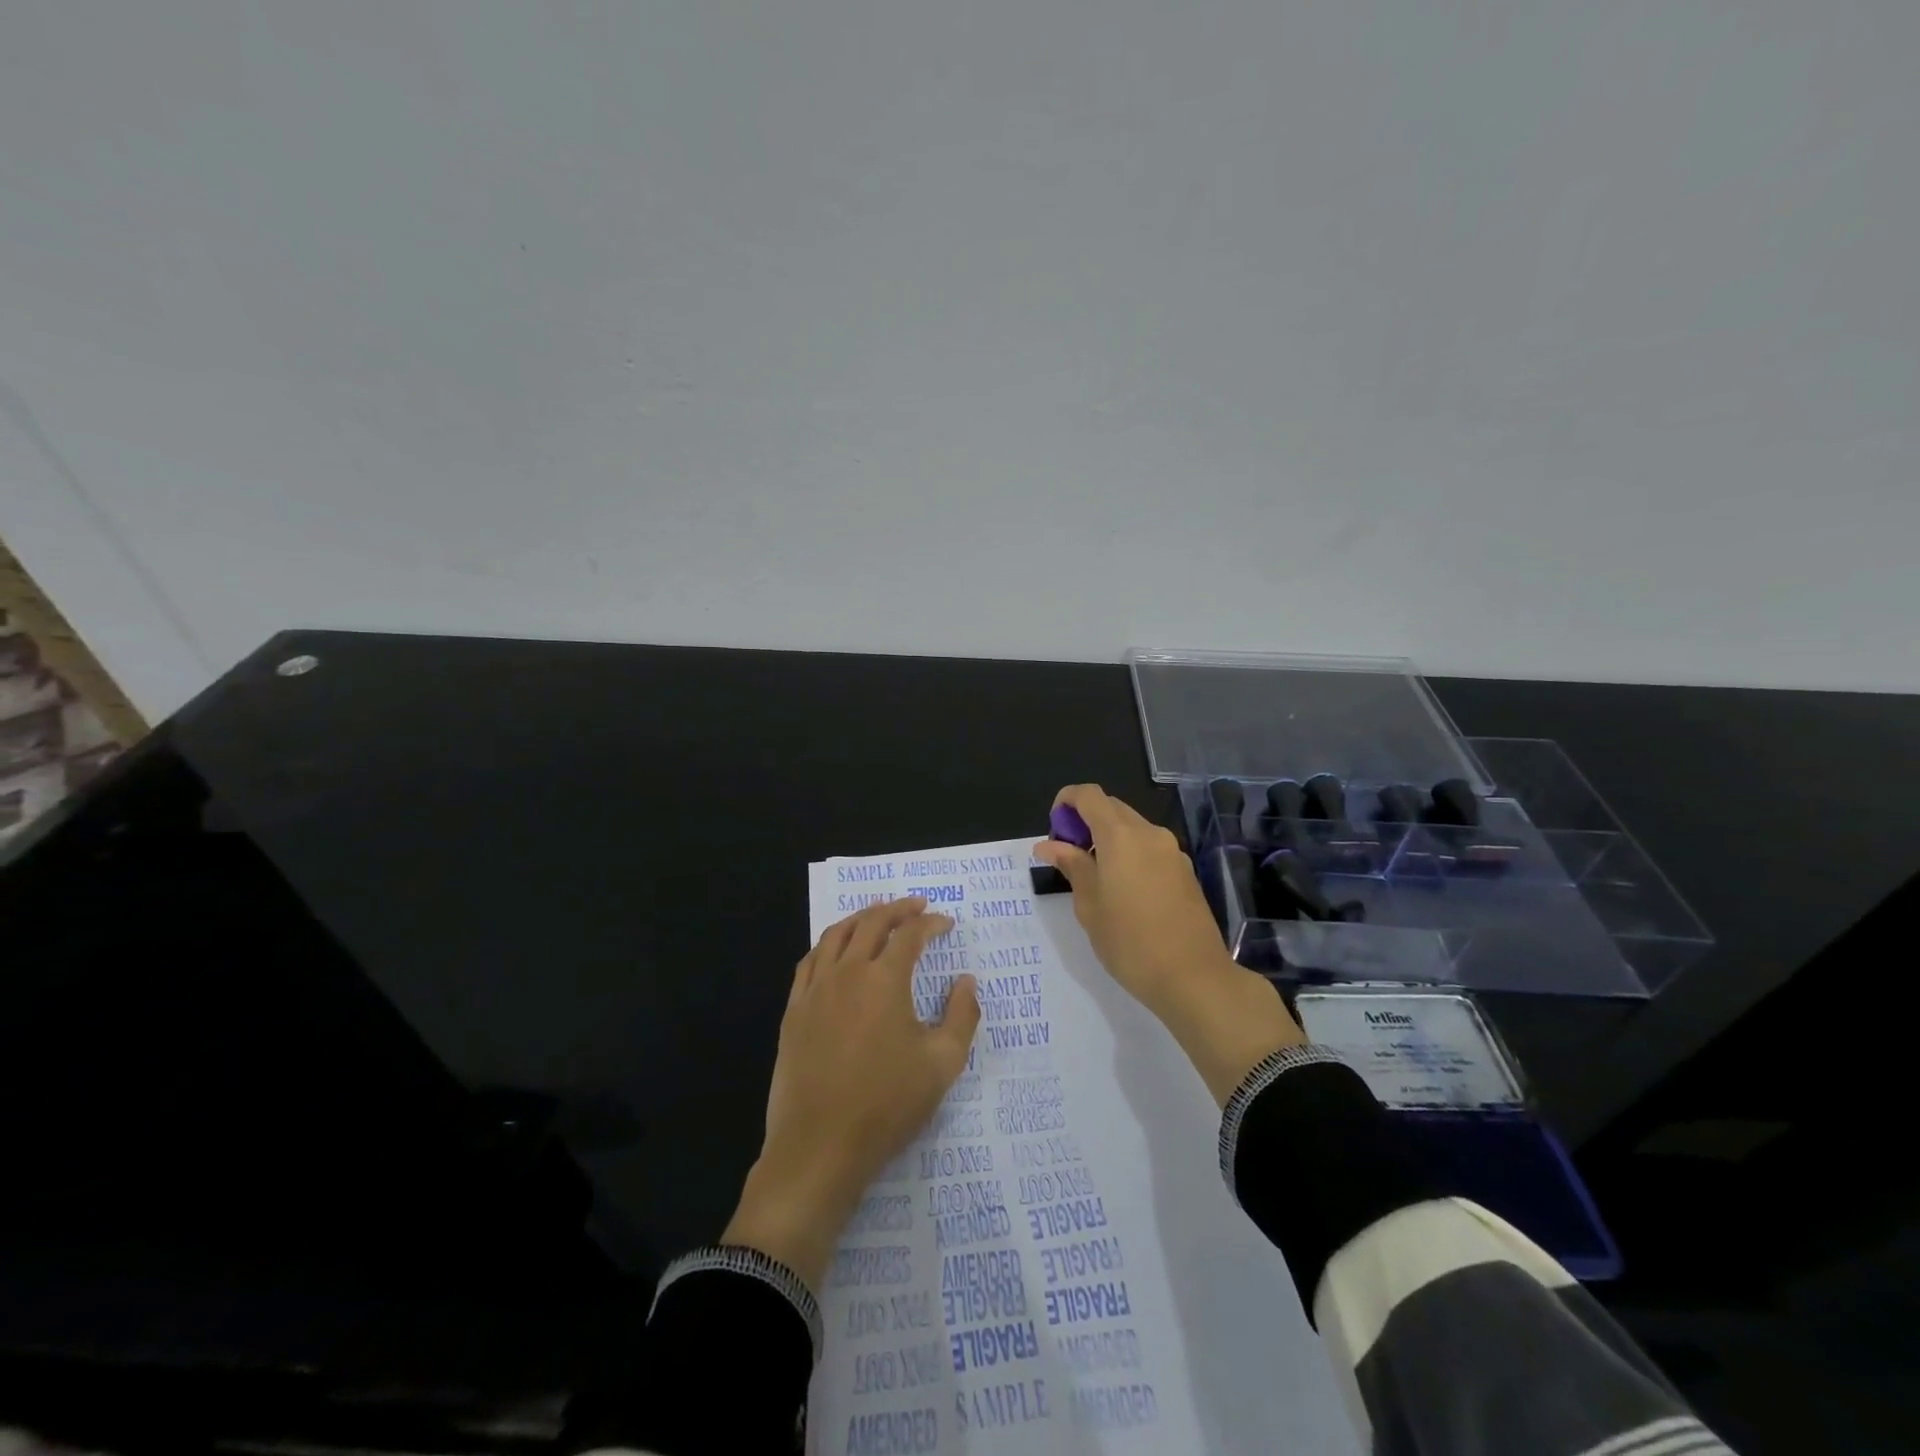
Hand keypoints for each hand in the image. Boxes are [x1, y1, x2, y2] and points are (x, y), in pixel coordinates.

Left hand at [724, 898, 980, 1290]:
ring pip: (836, 935)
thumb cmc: (887, 1105)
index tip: (946, 923)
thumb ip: (962, 1016)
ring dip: (860, 918)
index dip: (931, 924)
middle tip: (916, 906)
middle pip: (871, 923)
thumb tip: (966, 981)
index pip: (910, 935)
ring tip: (876, 915)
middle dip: (897, 909)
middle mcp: (847, 973)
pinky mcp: (794, 1011)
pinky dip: (828, 944)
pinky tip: (835, 950)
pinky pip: (810, 961)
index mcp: (885, 980)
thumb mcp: (943, 1064)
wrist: (820, 1147)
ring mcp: (815, 990)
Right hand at [1034, 784, 1304, 1104]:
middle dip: (1086, 820)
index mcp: (1121, 836)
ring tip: (1094, 875)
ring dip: (1109, 837)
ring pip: (1133, 827)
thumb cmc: (1130, 942)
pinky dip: (1130, 852)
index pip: (1089, 795)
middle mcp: (1149, 833)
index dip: (1066, 801)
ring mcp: (1172, 851)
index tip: (1054, 829)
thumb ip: (1072, 866)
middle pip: (1112, 807)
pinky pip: (1150, 847)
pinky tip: (1124, 889)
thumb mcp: (1089, 906)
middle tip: (1069, 855)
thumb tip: (1049, 845)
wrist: (1193, 977)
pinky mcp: (1185, 870)